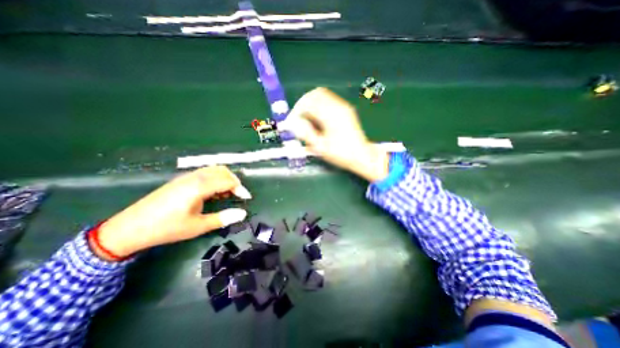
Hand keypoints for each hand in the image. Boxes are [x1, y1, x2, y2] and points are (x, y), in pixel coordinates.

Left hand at [90, 166, 247, 260]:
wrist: (129, 228)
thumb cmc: (166, 228)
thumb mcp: (197, 227)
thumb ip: (223, 218)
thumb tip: (243, 213)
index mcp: (199, 187)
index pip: (228, 180)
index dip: (241, 188)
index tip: (246, 199)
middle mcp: (194, 177)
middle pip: (222, 171)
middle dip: (234, 181)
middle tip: (238, 195)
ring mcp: (187, 177)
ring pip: (213, 170)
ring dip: (225, 179)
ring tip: (226, 194)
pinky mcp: (181, 180)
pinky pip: (205, 173)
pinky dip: (215, 179)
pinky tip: (213, 193)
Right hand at [281, 87, 385, 182]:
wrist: (362, 155)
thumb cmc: (341, 154)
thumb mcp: (321, 148)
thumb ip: (306, 134)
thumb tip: (292, 124)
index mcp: (331, 115)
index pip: (308, 103)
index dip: (297, 110)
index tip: (292, 121)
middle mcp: (338, 106)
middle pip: (315, 94)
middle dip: (303, 104)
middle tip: (298, 118)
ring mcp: (343, 106)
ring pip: (322, 95)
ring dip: (311, 104)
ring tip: (307, 119)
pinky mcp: (345, 109)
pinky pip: (328, 100)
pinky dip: (319, 105)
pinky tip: (317, 118)